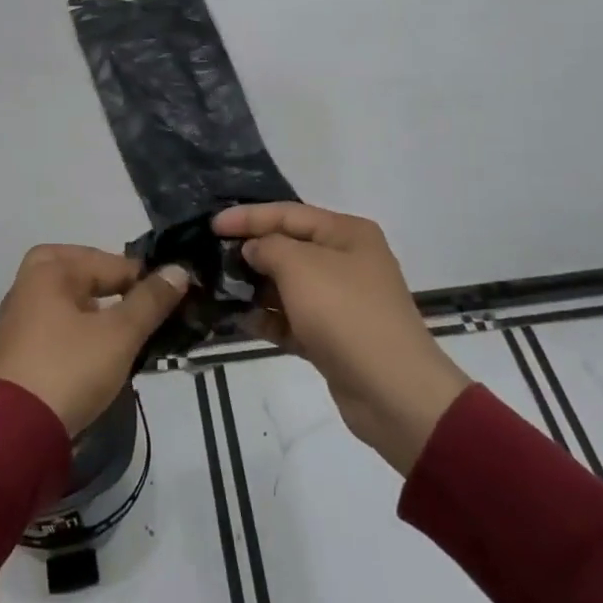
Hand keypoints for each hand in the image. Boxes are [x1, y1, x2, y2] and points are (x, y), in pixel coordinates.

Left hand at [0, 245, 189, 435]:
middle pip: (80, 274)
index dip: (142, 278)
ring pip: (66, 302)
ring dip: (95, 310)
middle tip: (140, 304)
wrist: (17, 433)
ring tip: (126, 331)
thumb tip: (178, 270)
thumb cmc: (70, 368)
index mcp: (47, 270)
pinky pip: (55, 327)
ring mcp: (17, 321)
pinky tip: (98, 352)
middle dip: (112, 285)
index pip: (108, 261)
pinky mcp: (17, 352)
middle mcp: (26, 286)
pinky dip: (78, 331)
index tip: (170, 298)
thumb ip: (150, 300)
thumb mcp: (120, 333)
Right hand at [213, 203, 469, 474]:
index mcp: (346, 233)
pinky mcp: (333, 336)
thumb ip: (268, 247)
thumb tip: (254, 249)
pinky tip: (239, 320)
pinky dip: (268, 319)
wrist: (391, 389)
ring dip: (255, 288)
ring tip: (218, 289)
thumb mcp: (300, 267)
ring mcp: (341, 300)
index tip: (211, 225)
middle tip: (211, 257)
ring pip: (288, 285)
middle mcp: (347, 261)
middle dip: (251, 252)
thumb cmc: (345, 313)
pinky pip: (293, 319)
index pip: (288, 213)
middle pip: (289, 247)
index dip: (248, 216)